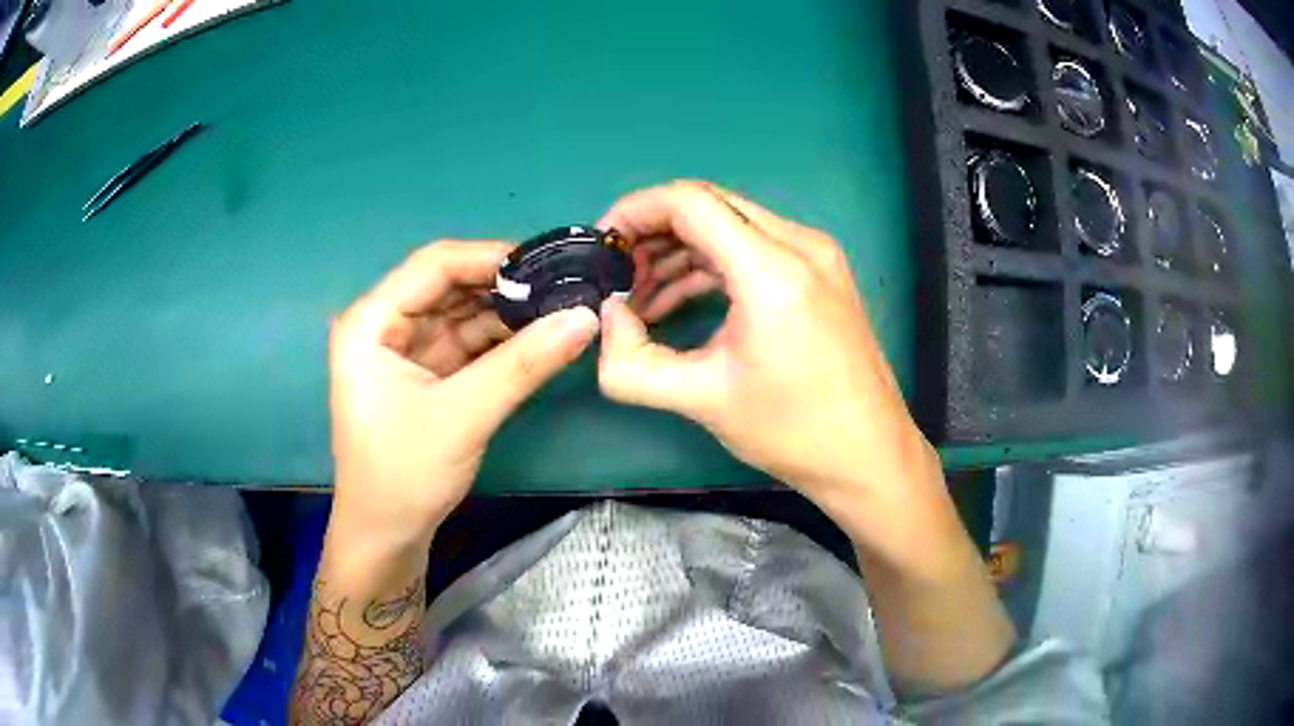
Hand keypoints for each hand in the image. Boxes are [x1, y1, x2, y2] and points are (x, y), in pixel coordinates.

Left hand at [328, 241, 599, 550]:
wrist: (386, 538)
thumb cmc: (405, 476)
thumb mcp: (463, 416)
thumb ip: (523, 364)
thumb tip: (586, 317)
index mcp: (371, 322)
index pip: (433, 265)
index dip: (490, 257)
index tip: (549, 264)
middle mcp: (384, 325)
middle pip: (449, 286)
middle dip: (504, 286)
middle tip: (564, 286)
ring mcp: (404, 350)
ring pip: (462, 313)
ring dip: (507, 313)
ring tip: (561, 308)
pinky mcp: (424, 375)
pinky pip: (467, 344)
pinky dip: (500, 341)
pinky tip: (539, 337)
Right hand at [598, 181, 939, 518]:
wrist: (867, 454)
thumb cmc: (792, 431)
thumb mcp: (701, 399)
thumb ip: (630, 363)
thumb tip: (606, 320)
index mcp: (772, 271)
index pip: (689, 202)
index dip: (634, 211)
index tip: (602, 245)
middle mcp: (800, 245)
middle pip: (709, 205)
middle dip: (652, 232)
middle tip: (618, 275)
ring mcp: (816, 254)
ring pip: (730, 224)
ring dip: (679, 251)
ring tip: (641, 297)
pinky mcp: (821, 271)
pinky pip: (753, 247)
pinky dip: (711, 265)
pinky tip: (680, 300)